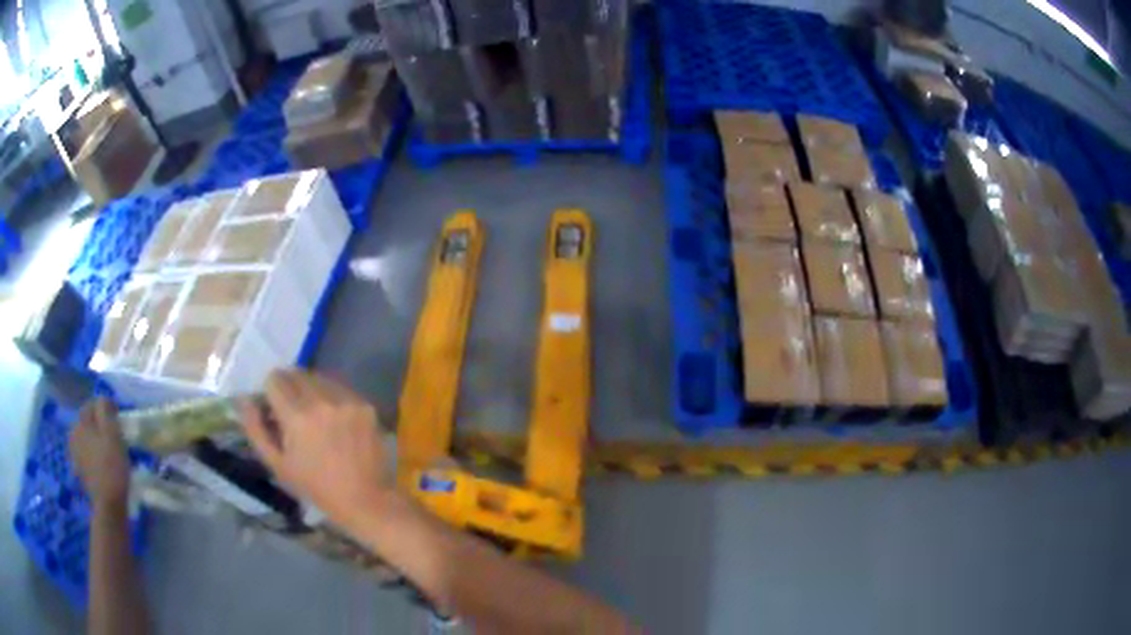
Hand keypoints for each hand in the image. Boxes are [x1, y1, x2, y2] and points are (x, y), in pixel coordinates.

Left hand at [69, 399, 130, 507]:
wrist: (108, 503)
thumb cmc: (112, 466)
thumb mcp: (112, 433)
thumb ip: (104, 410)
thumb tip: (103, 399)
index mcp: (81, 421)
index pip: (92, 404)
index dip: (105, 406)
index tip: (118, 414)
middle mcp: (74, 432)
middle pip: (87, 420)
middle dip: (98, 421)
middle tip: (113, 430)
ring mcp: (75, 452)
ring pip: (86, 436)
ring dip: (95, 436)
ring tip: (107, 446)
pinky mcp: (79, 468)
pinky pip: (85, 452)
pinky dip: (93, 451)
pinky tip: (101, 460)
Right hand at [240, 369, 392, 527]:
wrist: (364, 499)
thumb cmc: (315, 487)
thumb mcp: (277, 464)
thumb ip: (255, 428)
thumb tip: (243, 399)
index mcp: (297, 416)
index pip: (274, 379)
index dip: (270, 392)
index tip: (273, 408)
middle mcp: (322, 401)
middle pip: (296, 374)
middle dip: (288, 387)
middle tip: (290, 411)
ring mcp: (347, 401)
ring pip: (318, 378)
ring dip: (310, 389)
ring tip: (313, 416)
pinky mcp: (365, 405)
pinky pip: (340, 389)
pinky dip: (331, 397)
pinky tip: (333, 419)